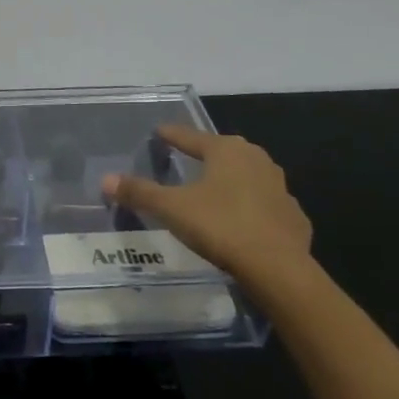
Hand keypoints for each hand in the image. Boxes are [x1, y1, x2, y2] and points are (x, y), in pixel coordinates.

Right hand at [102, 124, 312, 290]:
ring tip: (212, 189)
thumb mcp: (172, 208)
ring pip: (247, 176)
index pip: (191, 137)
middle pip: (223, 152)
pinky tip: (241, 221)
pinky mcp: (292, 216)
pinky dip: (250, 207)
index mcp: (226, 151)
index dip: (172, 135)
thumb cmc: (221, 226)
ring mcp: (279, 187)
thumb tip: (106, 179)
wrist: (278, 268)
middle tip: (187, 158)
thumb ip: (139, 192)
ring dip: (230, 180)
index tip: (159, 131)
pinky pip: (264, 204)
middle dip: (205, 154)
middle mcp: (256, 160)